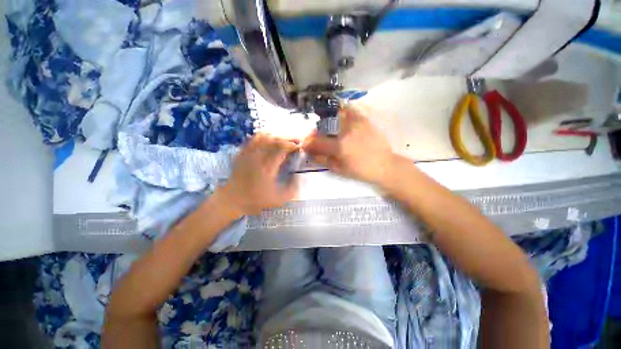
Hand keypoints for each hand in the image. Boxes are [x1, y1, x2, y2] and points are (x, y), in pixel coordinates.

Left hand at [216, 134, 298, 215]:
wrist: (233, 199)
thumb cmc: (256, 200)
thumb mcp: (279, 200)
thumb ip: (292, 189)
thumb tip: (298, 177)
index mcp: (268, 168)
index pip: (281, 149)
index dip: (292, 145)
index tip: (299, 147)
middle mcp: (258, 157)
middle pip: (273, 140)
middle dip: (287, 138)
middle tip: (296, 140)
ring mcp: (248, 154)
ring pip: (263, 137)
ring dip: (277, 136)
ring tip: (285, 139)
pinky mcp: (242, 153)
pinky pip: (253, 139)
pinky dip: (264, 135)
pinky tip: (270, 138)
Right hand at [303, 105, 394, 185]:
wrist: (384, 164)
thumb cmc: (361, 171)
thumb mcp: (340, 169)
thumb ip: (323, 160)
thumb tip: (310, 153)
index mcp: (340, 147)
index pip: (317, 142)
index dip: (307, 143)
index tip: (304, 145)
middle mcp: (346, 132)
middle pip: (323, 127)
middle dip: (315, 133)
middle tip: (314, 138)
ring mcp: (356, 123)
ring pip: (335, 115)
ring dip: (327, 120)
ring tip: (326, 127)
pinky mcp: (364, 120)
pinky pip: (350, 110)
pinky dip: (342, 111)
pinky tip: (339, 116)